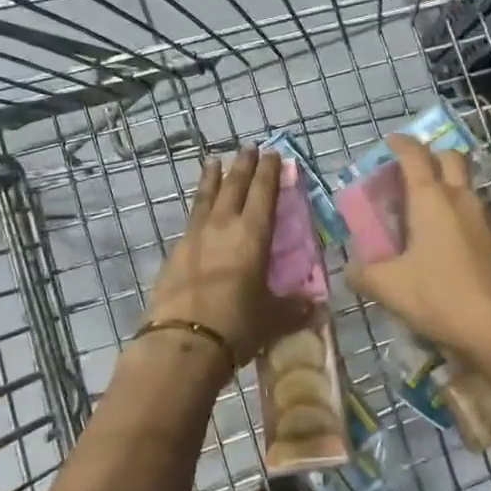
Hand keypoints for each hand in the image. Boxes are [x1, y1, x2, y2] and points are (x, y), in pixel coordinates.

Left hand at [146, 148, 310, 369]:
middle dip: (242, 165)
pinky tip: (199, 213)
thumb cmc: (237, 324)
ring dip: (212, 178)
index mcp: (252, 234)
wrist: (181, 343)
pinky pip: (191, 221)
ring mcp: (194, 237)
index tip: (272, 153)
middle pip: (233, 186)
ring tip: (213, 161)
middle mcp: (223, 226)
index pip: (263, 192)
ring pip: (206, 197)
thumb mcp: (273, 318)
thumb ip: (295, 309)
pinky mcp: (174, 254)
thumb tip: (316, 308)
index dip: (269, 171)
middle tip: (247, 147)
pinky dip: (199, 208)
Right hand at [346, 136, 490, 369]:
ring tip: (425, 210)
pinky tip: (448, 240)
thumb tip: (351, 268)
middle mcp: (462, 198)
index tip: (389, 142)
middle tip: (410, 173)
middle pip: (450, 158)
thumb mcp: (389, 288)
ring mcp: (487, 217)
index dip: (401, 144)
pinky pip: (477, 212)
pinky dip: (460, 212)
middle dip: (430, 156)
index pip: (415, 156)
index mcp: (431, 199)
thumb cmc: (442, 297)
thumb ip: (363, 273)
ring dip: (448, 185)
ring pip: (467, 185)